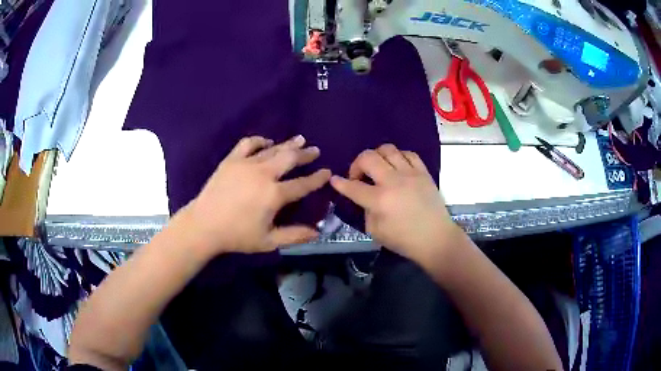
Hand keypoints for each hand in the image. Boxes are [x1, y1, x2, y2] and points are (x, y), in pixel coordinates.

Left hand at [178, 135, 330, 256]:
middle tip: (315, 150)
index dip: (317, 178)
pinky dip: (260, 141)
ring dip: (288, 144)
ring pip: (272, 149)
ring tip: (300, 139)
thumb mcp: (269, 241)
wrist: (204, 225)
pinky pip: (248, 144)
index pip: (302, 184)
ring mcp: (246, 164)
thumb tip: (317, 232)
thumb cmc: (237, 236)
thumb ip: (294, 235)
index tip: (327, 171)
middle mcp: (263, 174)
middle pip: (290, 159)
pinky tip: (267, 142)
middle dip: (305, 154)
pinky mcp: (231, 160)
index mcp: (274, 194)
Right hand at [330, 144, 458, 264]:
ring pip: (387, 149)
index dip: (340, 183)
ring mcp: (410, 173)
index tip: (334, 180)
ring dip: (376, 156)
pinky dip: (398, 157)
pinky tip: (397, 167)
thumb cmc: (405, 240)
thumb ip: (366, 211)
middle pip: (368, 157)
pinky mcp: (423, 172)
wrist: (436, 239)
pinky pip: (408, 153)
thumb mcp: (376, 232)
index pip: (353, 187)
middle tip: (358, 176)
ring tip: (378, 168)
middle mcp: (393, 181)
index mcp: (380, 200)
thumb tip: (365, 198)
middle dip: (356, 164)